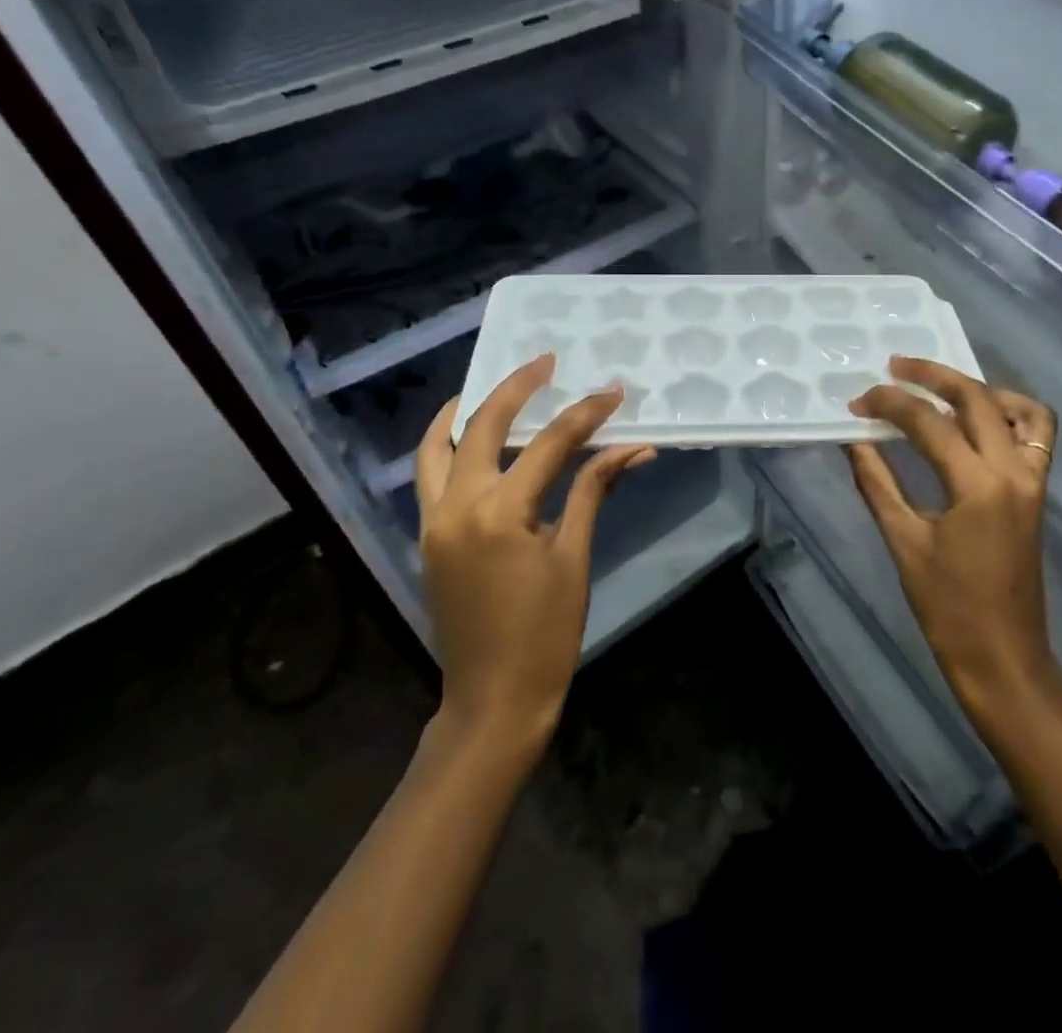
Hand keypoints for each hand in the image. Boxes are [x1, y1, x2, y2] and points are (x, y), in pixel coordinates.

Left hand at [415, 356, 653, 756]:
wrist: (493, 700)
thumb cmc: (545, 633)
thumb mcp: (574, 558)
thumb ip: (593, 491)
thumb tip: (634, 448)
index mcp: (500, 513)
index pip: (549, 444)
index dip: (585, 414)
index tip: (612, 392)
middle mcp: (456, 505)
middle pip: (482, 426)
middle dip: (516, 388)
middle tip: (544, 361)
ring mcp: (433, 520)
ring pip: (437, 446)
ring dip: (465, 410)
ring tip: (494, 386)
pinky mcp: (427, 536)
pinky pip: (429, 475)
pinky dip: (447, 445)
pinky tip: (475, 437)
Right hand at [846, 357, 1061, 728]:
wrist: (1003, 656)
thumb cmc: (947, 607)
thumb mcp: (903, 541)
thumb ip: (877, 482)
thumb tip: (852, 439)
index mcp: (977, 485)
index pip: (928, 423)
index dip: (889, 404)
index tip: (858, 401)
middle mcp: (1013, 470)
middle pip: (975, 398)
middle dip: (932, 375)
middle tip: (895, 367)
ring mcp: (1034, 479)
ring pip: (1017, 408)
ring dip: (977, 388)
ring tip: (940, 386)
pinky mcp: (1038, 490)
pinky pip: (1037, 434)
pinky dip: (1011, 413)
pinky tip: (978, 419)